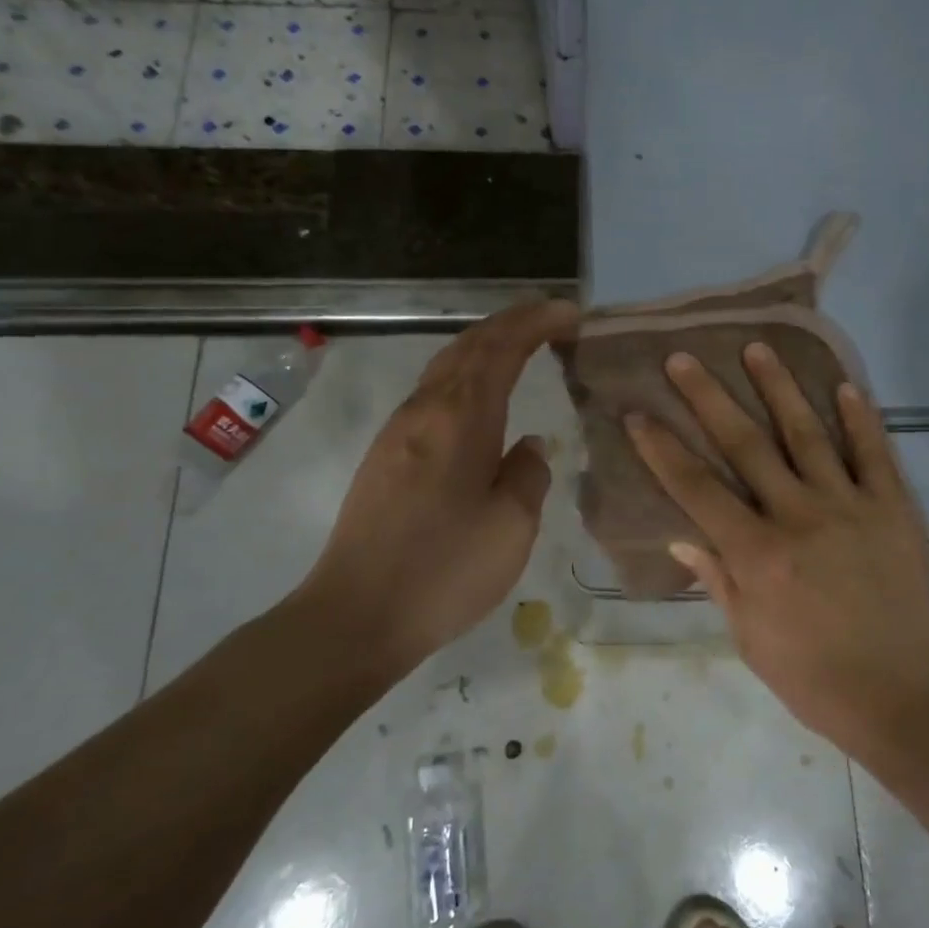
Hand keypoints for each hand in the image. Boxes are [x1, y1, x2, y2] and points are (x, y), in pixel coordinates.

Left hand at [295, 299, 579, 676]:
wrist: (357, 615)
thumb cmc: (444, 570)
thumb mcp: (512, 526)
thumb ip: (529, 474)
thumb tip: (528, 446)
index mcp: (460, 418)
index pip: (502, 348)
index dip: (537, 322)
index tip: (571, 312)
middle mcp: (425, 410)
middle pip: (469, 346)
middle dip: (511, 323)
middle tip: (552, 318)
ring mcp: (399, 431)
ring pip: (446, 366)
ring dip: (486, 346)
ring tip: (522, 346)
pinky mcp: (386, 455)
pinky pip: (433, 392)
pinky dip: (465, 375)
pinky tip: (481, 396)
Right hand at [626, 343, 928, 753]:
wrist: (900, 694)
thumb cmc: (812, 676)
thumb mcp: (748, 636)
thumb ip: (717, 579)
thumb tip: (682, 536)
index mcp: (757, 554)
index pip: (697, 488)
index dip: (662, 448)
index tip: (638, 412)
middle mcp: (799, 516)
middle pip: (745, 444)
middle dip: (709, 398)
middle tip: (684, 357)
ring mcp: (850, 506)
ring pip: (808, 434)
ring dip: (779, 388)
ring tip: (758, 348)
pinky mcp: (893, 508)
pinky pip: (874, 453)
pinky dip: (860, 418)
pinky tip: (843, 385)